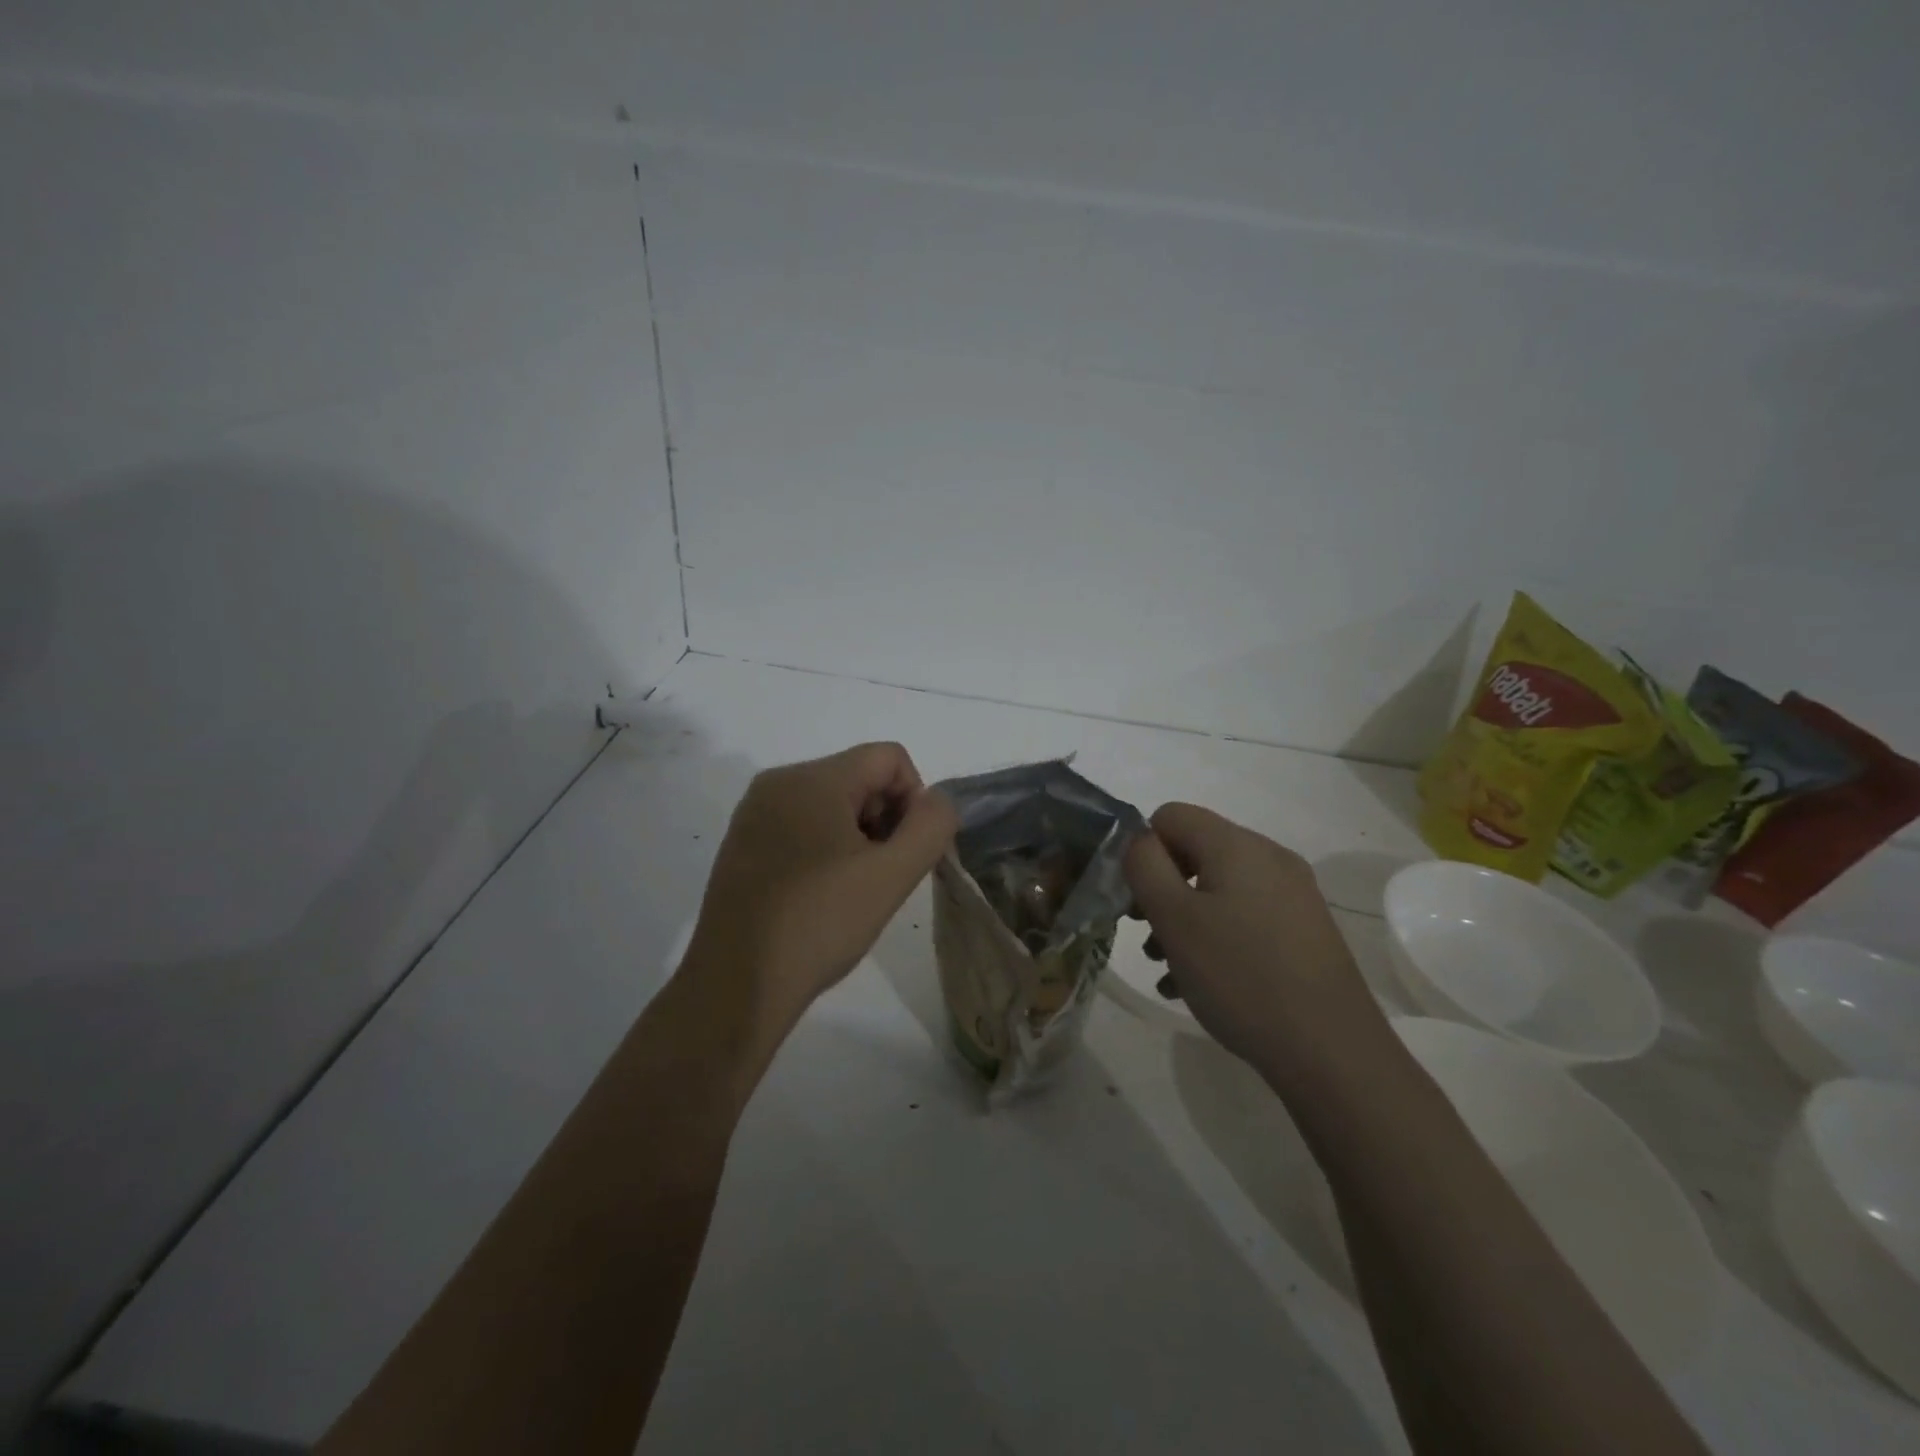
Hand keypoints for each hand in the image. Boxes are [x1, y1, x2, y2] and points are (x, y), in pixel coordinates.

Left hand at [684, 742, 957, 1049]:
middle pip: (860, 776)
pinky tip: (822, 895)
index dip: (914, 800)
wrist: (736, 985)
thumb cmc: (819, 924)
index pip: (889, 757)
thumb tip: (936, 802)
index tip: (905, 852)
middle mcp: (778, 782)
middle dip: (885, 819)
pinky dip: (826, 848)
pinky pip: (801, 824)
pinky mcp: (742, 843)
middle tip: (881, 876)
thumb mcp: (891, 875)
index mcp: (812, 778)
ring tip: (852, 890)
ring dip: (858, 837)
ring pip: (832, 802)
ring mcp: (754, 813)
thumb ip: (931, 826)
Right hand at [1124, 804, 1386, 1077]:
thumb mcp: (1174, 918)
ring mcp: (1293, 895)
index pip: (1171, 815)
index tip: (1137, 901)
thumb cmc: (1240, 976)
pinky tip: (1200, 985)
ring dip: (1184, 920)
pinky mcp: (1304, 931)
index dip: (1144, 851)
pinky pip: (1244, 917)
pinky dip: (1216, 938)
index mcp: (1238, 845)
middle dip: (1162, 890)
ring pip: (1218, 889)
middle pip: (1195, 852)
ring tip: (1169, 969)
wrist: (1331, 1051)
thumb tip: (1141, 843)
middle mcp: (1270, 858)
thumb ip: (1144, 866)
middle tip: (1148, 937)